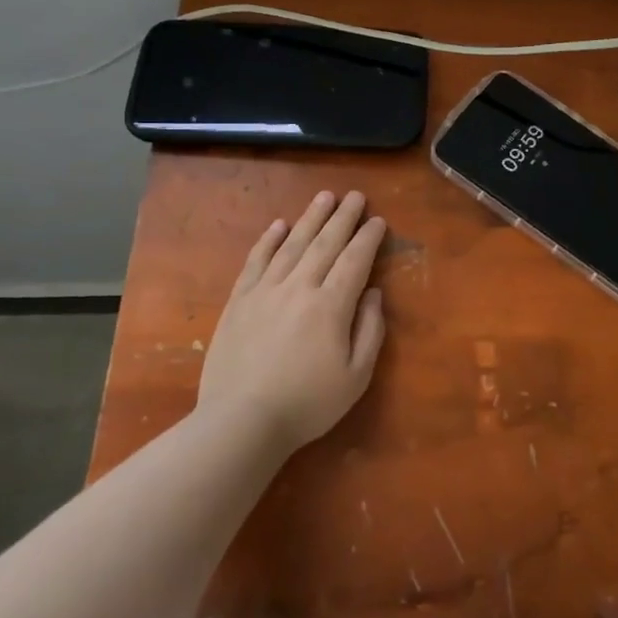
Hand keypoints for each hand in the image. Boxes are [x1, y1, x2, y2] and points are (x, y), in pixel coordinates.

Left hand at [196, 190, 387, 453]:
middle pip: (325, 243)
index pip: (355, 260)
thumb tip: (373, 294)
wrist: (241, 422)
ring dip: (311, 218)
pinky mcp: (239, 301)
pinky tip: (278, 225)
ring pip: (292, 245)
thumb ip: (370, 330)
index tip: (378, 220)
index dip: (369, 238)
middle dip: (344, 217)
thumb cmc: (307, 403)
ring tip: (325, 197)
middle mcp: (300, 287)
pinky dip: (268, 240)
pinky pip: (256, 261)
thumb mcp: (356, 376)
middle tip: (356, 196)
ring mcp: (265, 291)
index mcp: (331, 305)